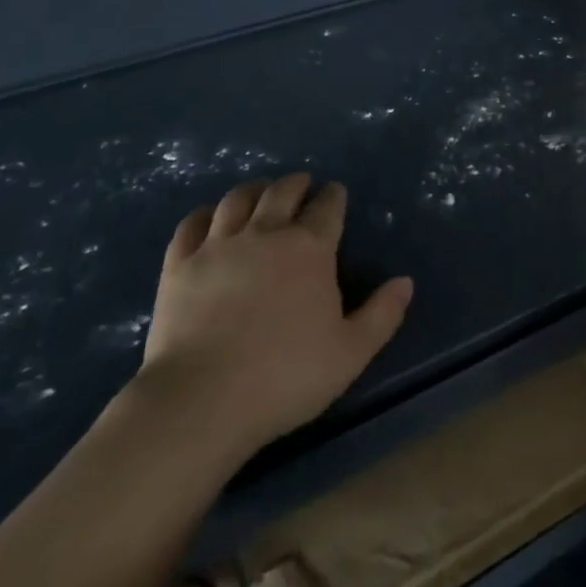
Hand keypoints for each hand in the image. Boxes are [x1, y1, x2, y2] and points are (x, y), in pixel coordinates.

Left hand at [135, 173, 413, 459]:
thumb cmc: (284, 377)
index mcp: (310, 248)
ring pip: (237, 199)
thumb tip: (405, 282)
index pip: (327, 207)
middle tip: (302, 186)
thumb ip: (382, 314)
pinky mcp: (180, 264)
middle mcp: (266, 233)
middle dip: (297, 184)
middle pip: (282, 192)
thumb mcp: (350, 353)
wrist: (200, 402)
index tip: (336, 195)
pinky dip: (204, 215)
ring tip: (260, 193)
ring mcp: (218, 245)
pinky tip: (210, 219)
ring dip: (254, 190)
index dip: (334, 196)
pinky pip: (191, 224)